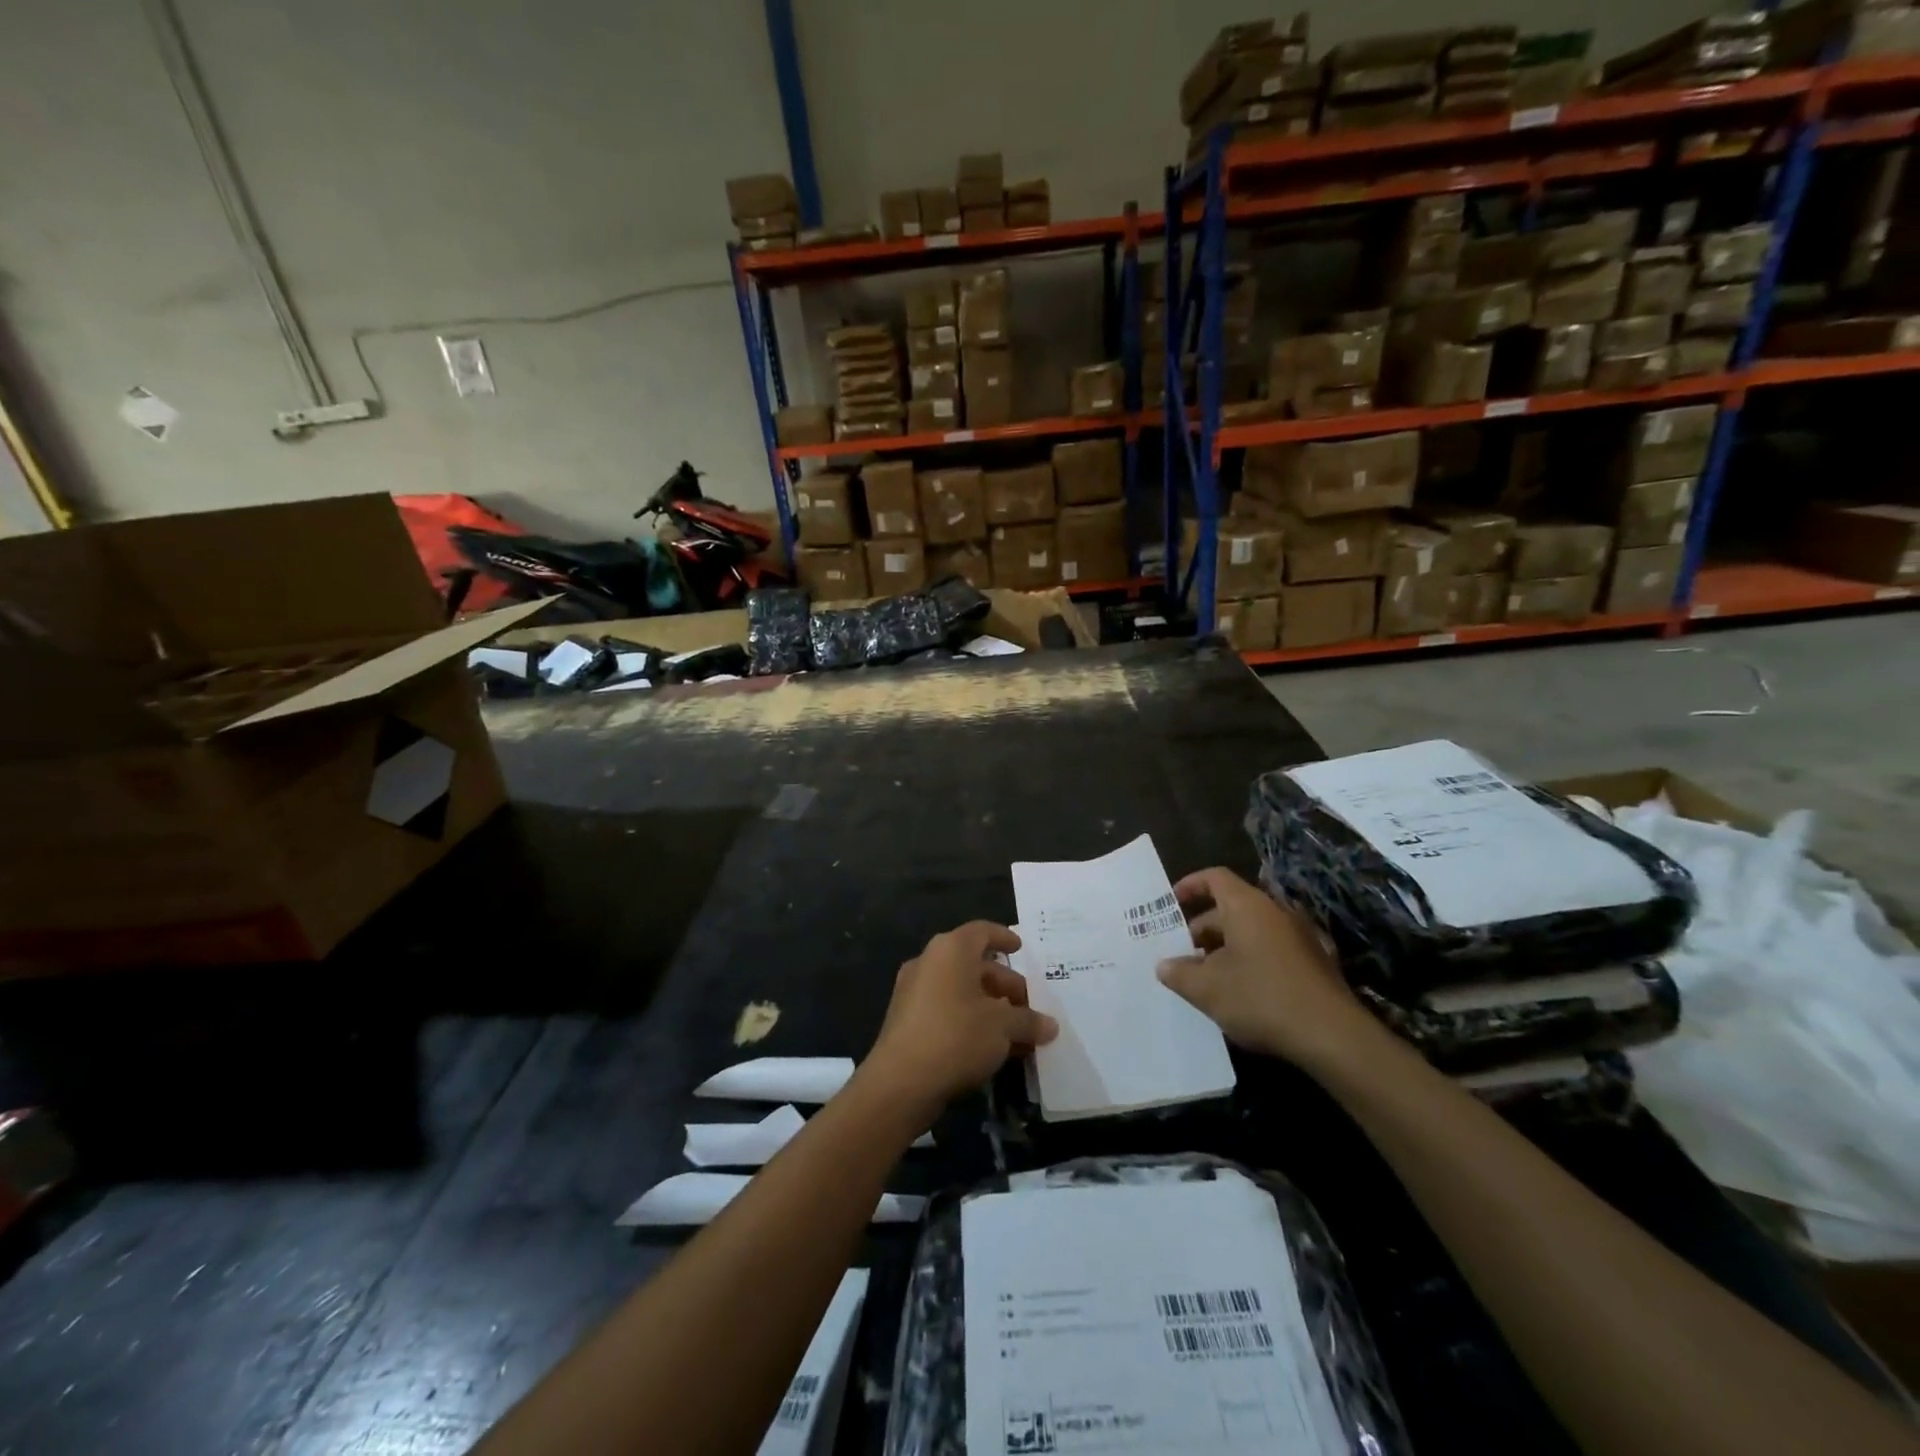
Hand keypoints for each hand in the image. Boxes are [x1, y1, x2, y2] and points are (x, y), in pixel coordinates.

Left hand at [863, 922, 1057, 1119]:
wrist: (900, 1083)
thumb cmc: (956, 1036)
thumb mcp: (1003, 1026)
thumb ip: (1028, 1021)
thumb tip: (1050, 1025)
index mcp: (950, 950)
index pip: (982, 931)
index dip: (1004, 937)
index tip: (1020, 948)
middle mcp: (929, 962)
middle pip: (974, 965)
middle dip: (1005, 985)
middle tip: (1029, 1006)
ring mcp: (914, 992)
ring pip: (961, 991)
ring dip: (991, 1008)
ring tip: (1018, 1032)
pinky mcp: (907, 1021)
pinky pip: (947, 1011)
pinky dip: (971, 1021)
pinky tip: (993, 1048)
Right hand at [1155, 867, 1381, 1070]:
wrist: (1334, 1037)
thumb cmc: (1262, 999)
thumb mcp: (1208, 989)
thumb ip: (1179, 973)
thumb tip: (1164, 965)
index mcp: (1248, 906)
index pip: (1214, 878)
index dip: (1189, 886)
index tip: (1170, 904)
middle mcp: (1275, 912)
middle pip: (1230, 908)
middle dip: (1201, 929)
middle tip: (1180, 955)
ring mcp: (1299, 937)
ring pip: (1250, 932)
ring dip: (1224, 949)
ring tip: (1204, 978)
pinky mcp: (1314, 963)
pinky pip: (1271, 950)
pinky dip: (1249, 961)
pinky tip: (1239, 993)